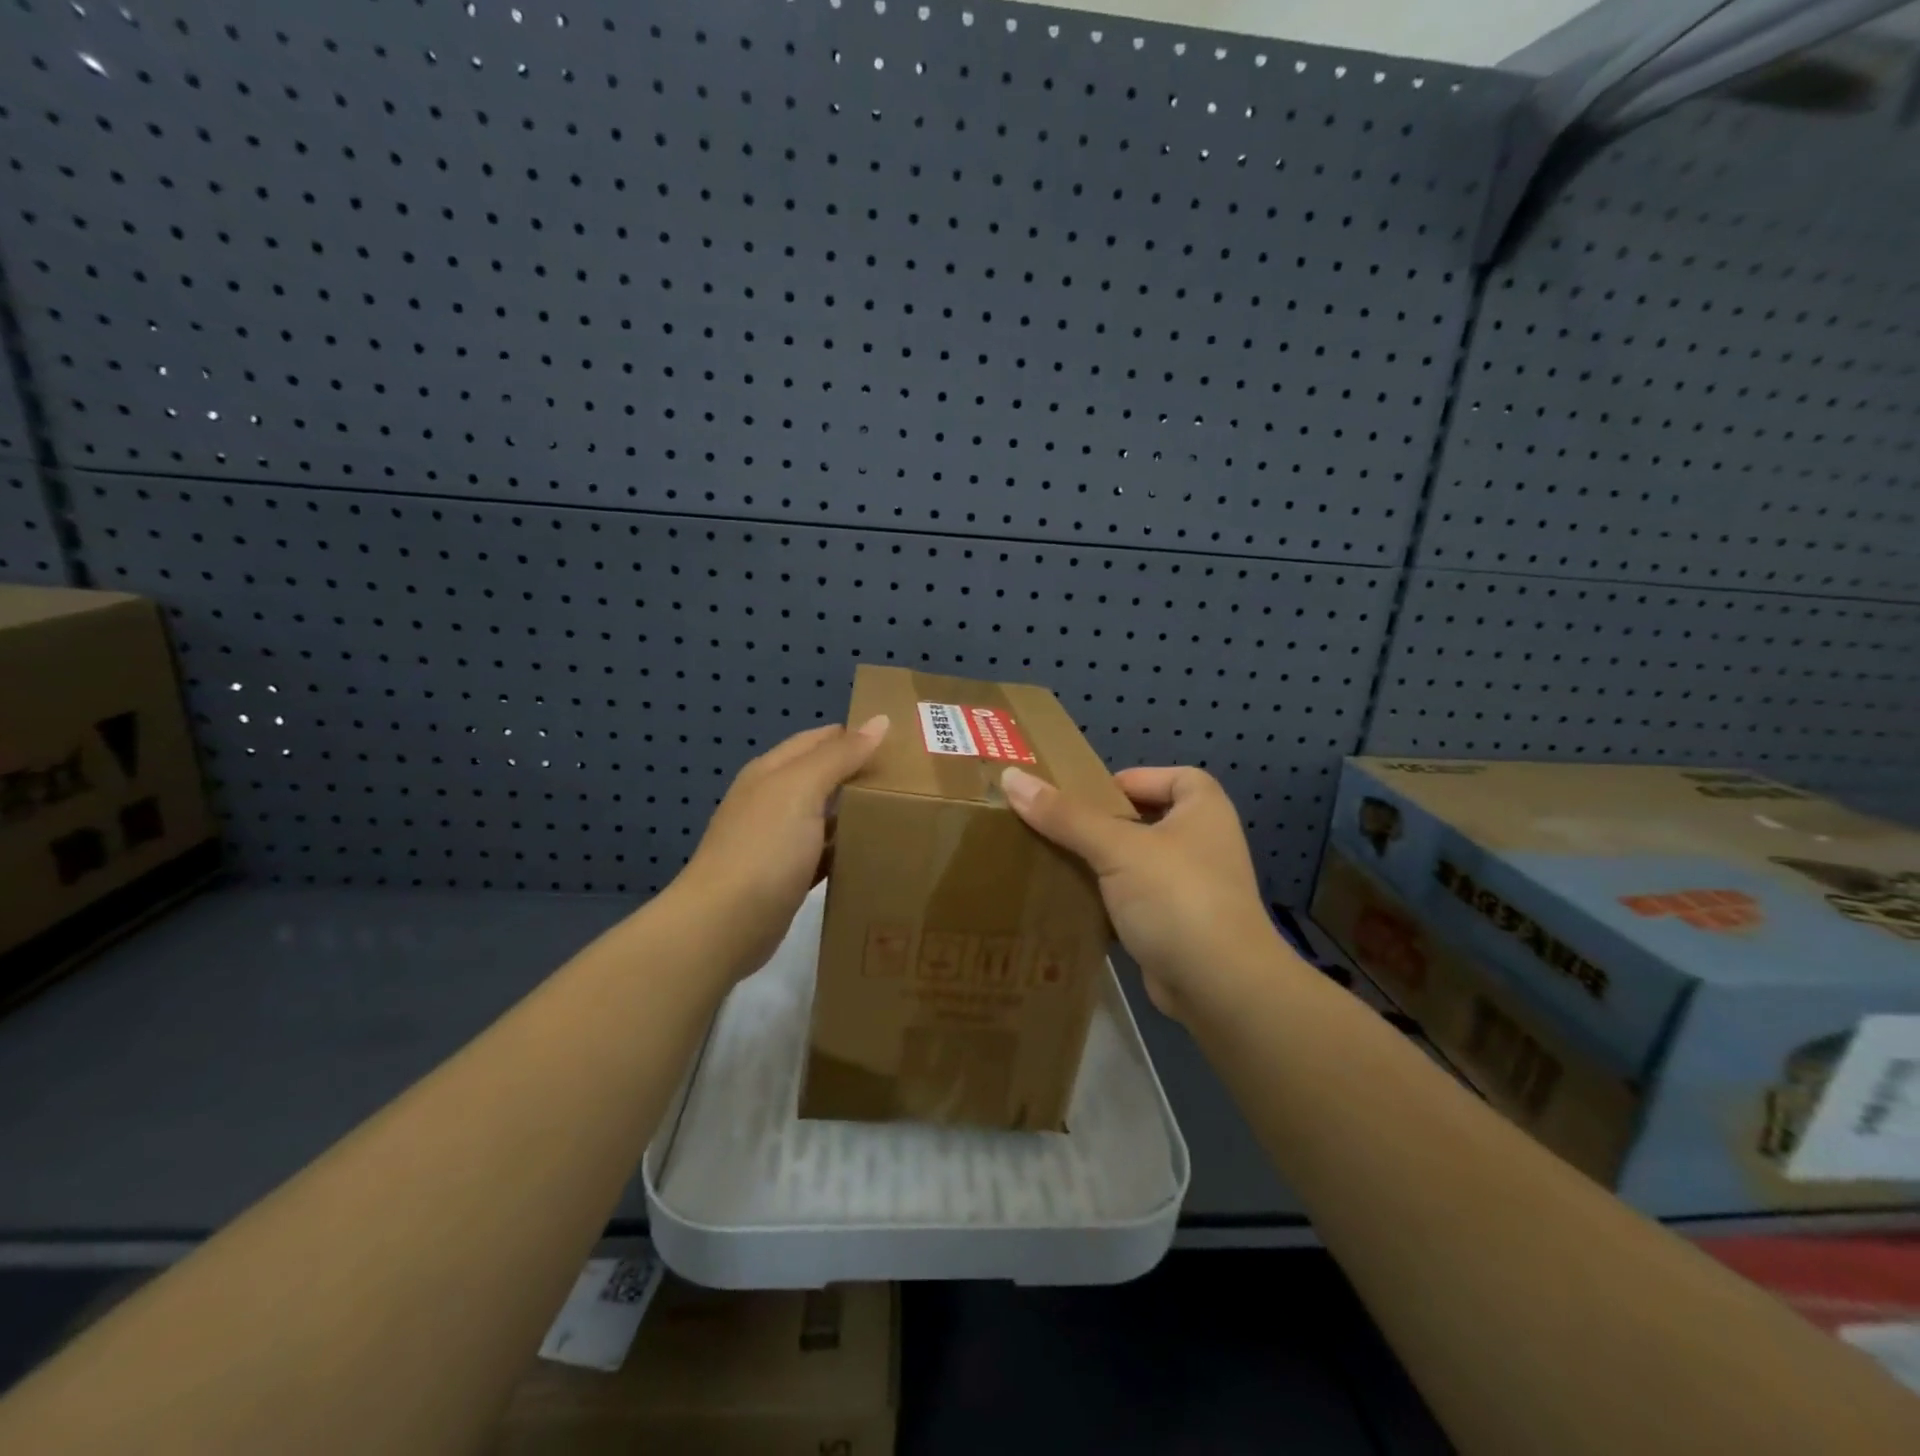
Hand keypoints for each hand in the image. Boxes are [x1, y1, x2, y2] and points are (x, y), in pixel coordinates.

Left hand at [678, 717, 889, 975]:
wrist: (724, 926)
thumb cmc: (764, 848)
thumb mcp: (802, 789)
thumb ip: (840, 755)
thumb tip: (879, 720)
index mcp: (772, 771)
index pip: (821, 739)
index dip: (858, 735)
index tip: (903, 742)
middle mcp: (772, 800)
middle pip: (824, 776)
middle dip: (862, 774)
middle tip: (913, 779)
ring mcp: (777, 840)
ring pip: (825, 816)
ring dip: (857, 813)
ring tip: (904, 813)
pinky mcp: (787, 876)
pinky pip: (824, 854)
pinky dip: (846, 850)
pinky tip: (875, 855)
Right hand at [1000, 764, 1287, 1020]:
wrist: (1219, 987)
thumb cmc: (1176, 897)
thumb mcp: (1117, 848)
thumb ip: (1065, 815)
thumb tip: (1012, 778)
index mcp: (1203, 810)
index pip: (1170, 778)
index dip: (1132, 780)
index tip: (1087, 795)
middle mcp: (1203, 844)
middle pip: (1146, 819)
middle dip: (1103, 823)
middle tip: (1056, 826)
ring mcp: (1192, 888)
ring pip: (1135, 863)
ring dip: (1100, 863)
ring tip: (1052, 860)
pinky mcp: (1176, 926)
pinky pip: (1133, 901)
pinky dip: (1106, 901)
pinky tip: (1070, 903)